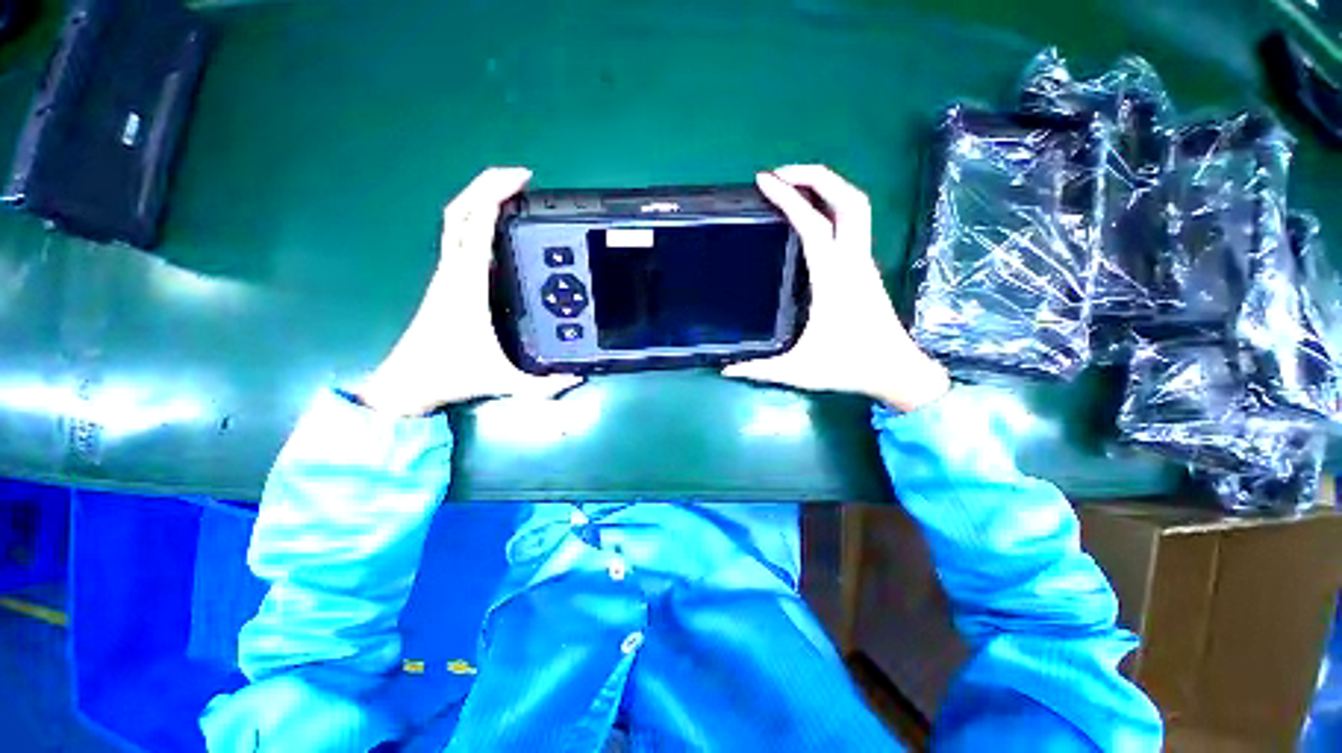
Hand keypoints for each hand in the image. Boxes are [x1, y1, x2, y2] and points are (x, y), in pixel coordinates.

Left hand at [356, 168, 579, 415]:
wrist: (407, 382)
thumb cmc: (451, 374)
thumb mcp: (506, 381)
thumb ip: (545, 385)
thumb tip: (578, 379)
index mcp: (467, 285)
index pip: (475, 225)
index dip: (496, 194)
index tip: (523, 179)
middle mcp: (453, 271)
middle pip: (460, 211)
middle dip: (487, 184)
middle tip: (521, 177)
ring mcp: (447, 273)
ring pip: (456, 220)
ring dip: (480, 198)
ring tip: (513, 194)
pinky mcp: (448, 281)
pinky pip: (459, 237)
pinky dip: (476, 219)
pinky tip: (499, 227)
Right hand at [723, 165, 949, 411]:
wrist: (896, 371)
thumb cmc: (848, 367)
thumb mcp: (797, 370)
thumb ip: (759, 369)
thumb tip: (725, 369)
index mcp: (834, 279)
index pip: (813, 224)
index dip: (789, 198)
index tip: (764, 181)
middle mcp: (853, 261)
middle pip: (847, 199)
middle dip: (816, 175)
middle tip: (781, 173)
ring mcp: (863, 262)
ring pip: (856, 206)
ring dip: (829, 186)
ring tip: (795, 185)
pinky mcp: (866, 268)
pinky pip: (854, 222)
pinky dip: (834, 205)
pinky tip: (813, 215)